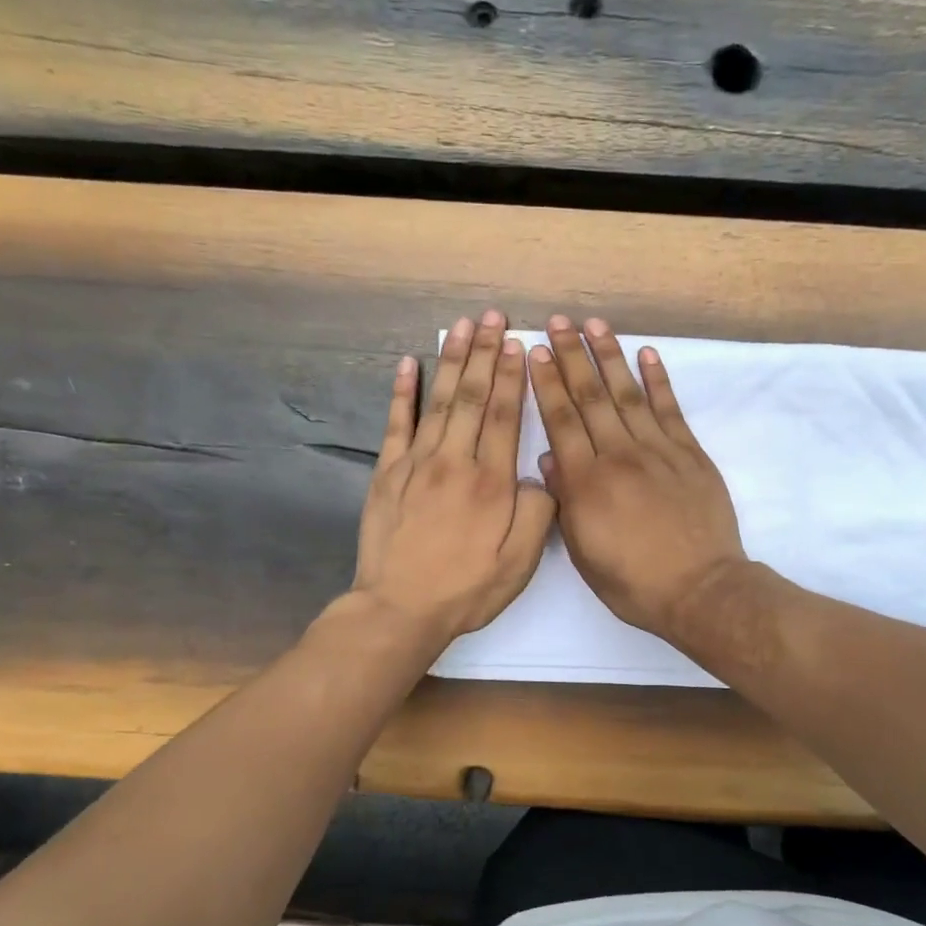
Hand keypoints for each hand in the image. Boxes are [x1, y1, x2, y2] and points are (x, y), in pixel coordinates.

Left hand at [352, 311, 555, 645]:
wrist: (399, 609)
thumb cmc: (466, 589)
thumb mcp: (519, 563)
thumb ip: (537, 513)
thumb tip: (538, 475)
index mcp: (491, 483)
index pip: (505, 416)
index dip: (512, 377)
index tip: (517, 343)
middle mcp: (455, 462)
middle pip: (473, 398)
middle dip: (485, 354)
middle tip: (493, 317)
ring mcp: (416, 464)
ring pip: (439, 401)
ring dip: (452, 361)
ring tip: (462, 326)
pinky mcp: (387, 474)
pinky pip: (396, 424)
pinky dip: (403, 392)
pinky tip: (409, 364)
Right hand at [529, 316, 748, 640]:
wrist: (700, 590)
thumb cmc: (634, 582)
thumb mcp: (584, 554)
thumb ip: (565, 502)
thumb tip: (550, 459)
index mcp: (587, 483)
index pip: (561, 421)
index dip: (546, 384)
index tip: (534, 353)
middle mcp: (619, 456)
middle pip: (590, 398)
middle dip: (571, 357)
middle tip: (558, 323)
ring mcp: (658, 451)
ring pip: (628, 394)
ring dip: (609, 357)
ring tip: (594, 325)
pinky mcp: (690, 454)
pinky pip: (670, 409)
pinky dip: (658, 380)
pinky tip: (646, 354)